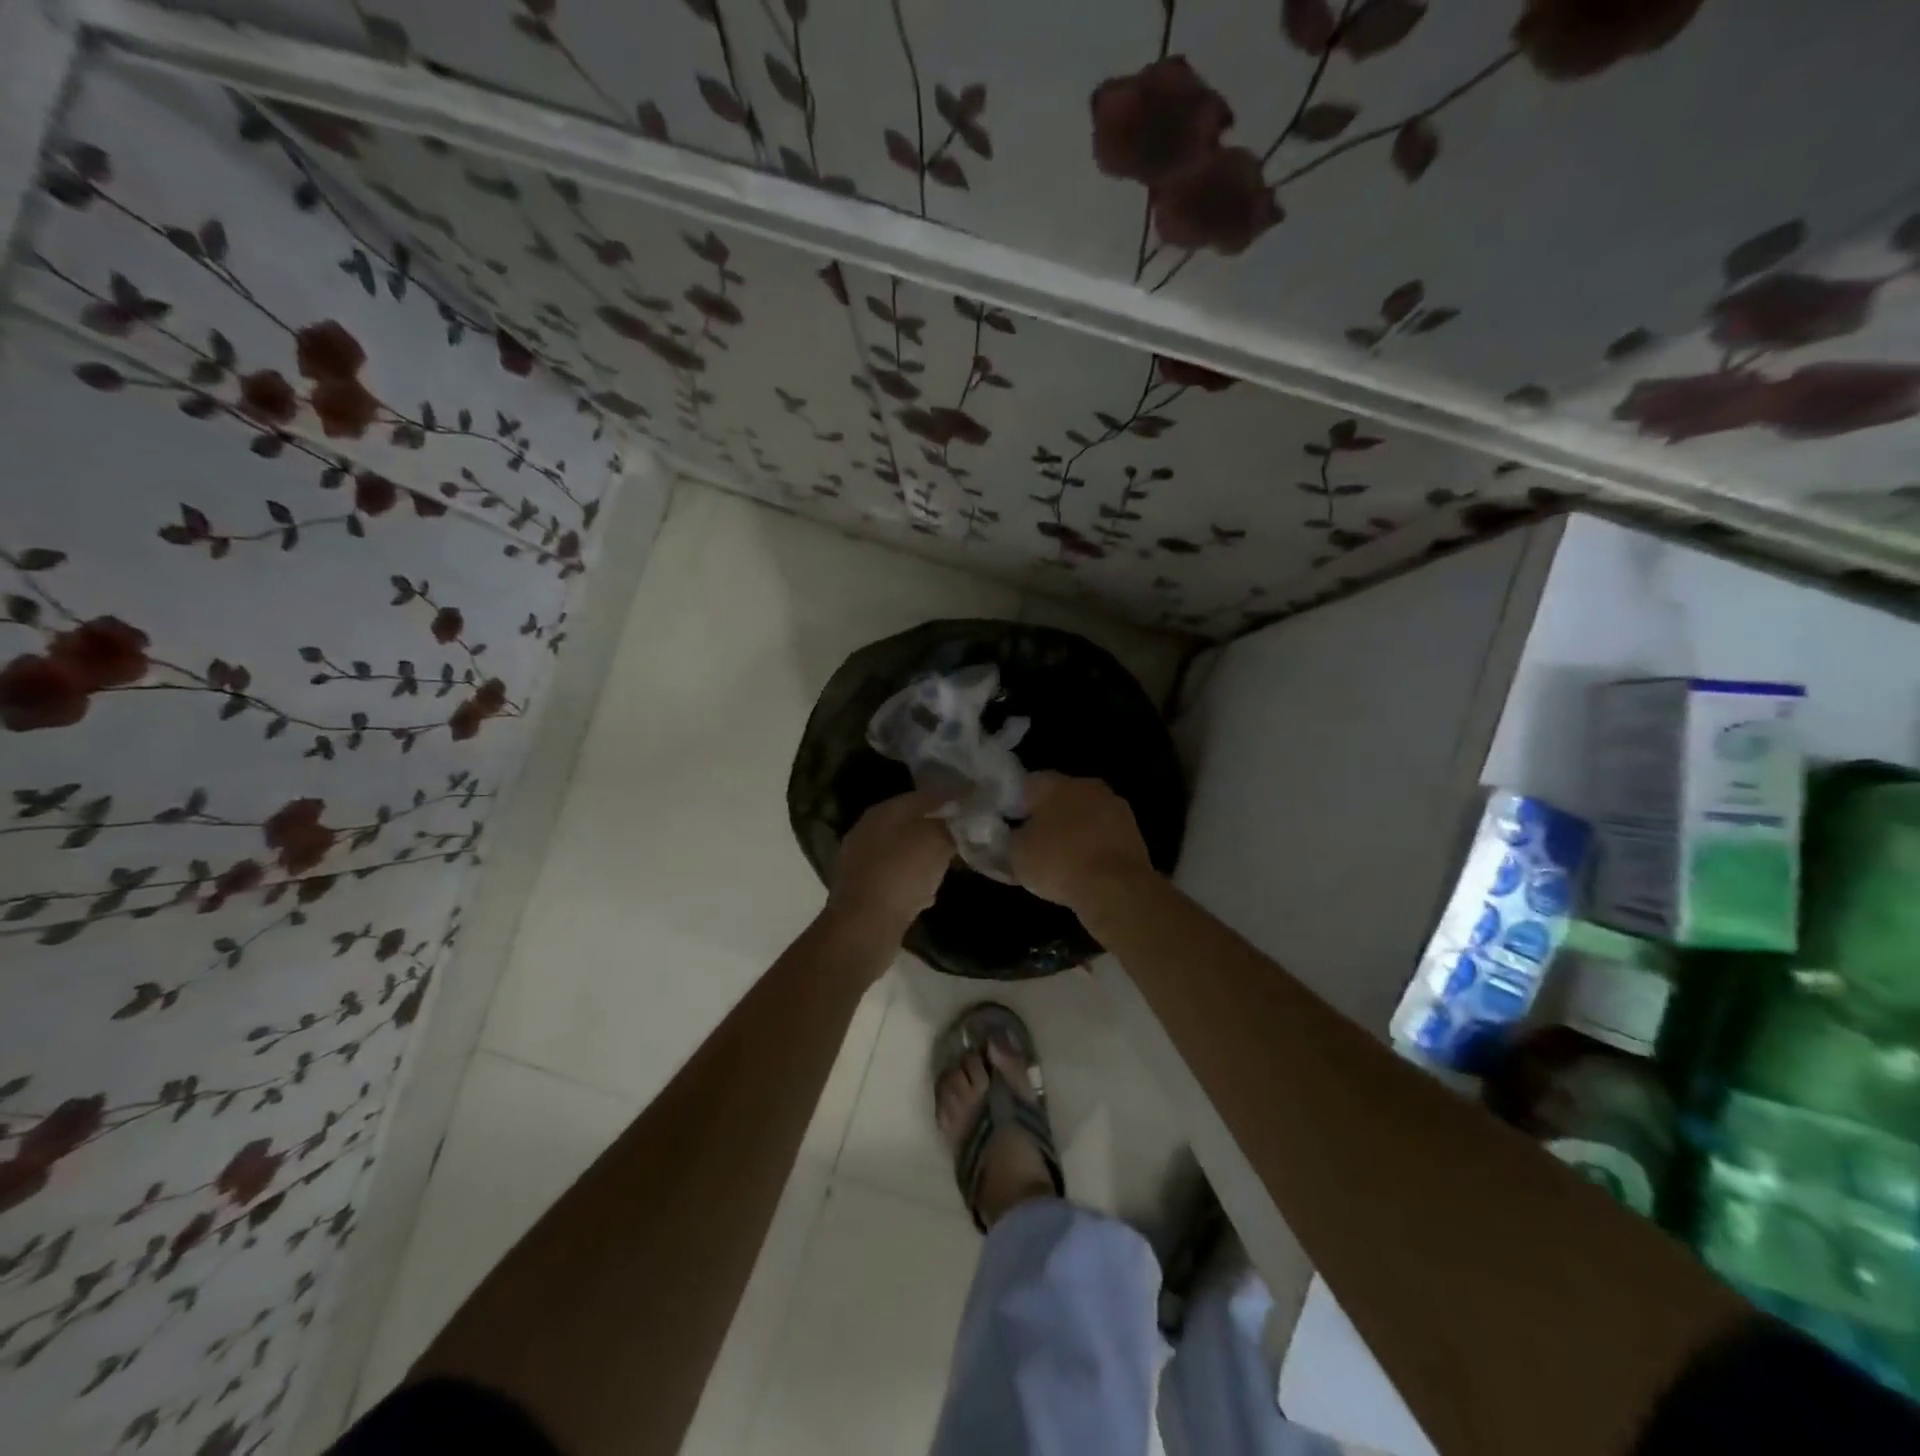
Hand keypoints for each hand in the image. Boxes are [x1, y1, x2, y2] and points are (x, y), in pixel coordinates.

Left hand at [826, 789, 955, 943]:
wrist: (864, 926)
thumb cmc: (902, 873)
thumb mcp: (936, 841)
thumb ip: (952, 826)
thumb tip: (963, 819)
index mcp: (884, 811)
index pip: (925, 795)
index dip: (952, 796)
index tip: (975, 801)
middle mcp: (868, 829)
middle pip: (912, 822)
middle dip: (939, 826)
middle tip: (967, 832)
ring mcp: (862, 860)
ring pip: (904, 850)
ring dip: (927, 854)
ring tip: (951, 862)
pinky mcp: (863, 889)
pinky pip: (897, 876)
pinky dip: (914, 880)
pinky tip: (928, 891)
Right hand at [1011, 772, 1154, 912]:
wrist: (1116, 889)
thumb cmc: (1059, 862)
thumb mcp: (1016, 854)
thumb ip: (1006, 839)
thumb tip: (1005, 835)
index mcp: (1056, 783)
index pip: (1027, 784)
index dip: (1013, 804)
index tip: (1006, 825)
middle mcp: (1088, 786)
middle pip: (1059, 797)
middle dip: (1045, 816)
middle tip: (1031, 842)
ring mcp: (1115, 807)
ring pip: (1084, 815)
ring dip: (1071, 831)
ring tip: (1058, 859)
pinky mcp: (1133, 832)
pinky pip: (1102, 835)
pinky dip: (1091, 846)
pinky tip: (1082, 867)